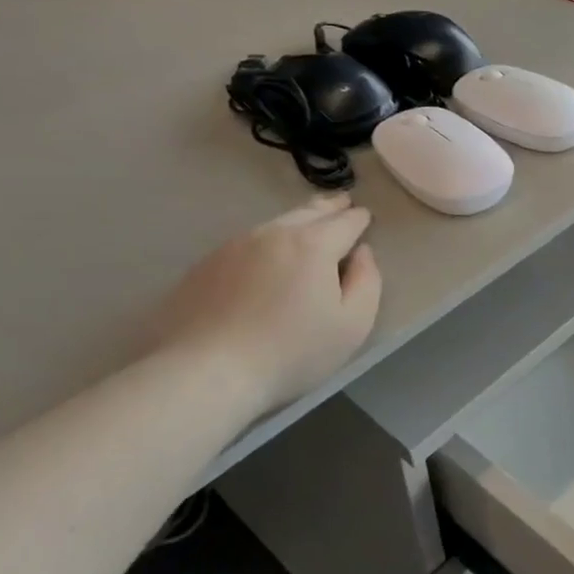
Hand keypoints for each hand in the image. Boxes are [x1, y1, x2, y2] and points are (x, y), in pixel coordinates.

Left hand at [147, 195, 381, 414]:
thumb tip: (362, 253)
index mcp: (313, 244)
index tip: (365, 216)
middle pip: (308, 212)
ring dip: (296, 221)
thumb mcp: (353, 324)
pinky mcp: (205, 265)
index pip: (345, 221)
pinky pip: (247, 243)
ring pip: (275, 224)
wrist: (205, 371)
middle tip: (342, 202)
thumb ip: (368, 281)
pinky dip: (265, 242)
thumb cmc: (291, 351)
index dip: (359, 218)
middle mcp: (273, 234)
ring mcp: (234, 246)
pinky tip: (266, 257)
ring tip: (308, 224)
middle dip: (329, 207)